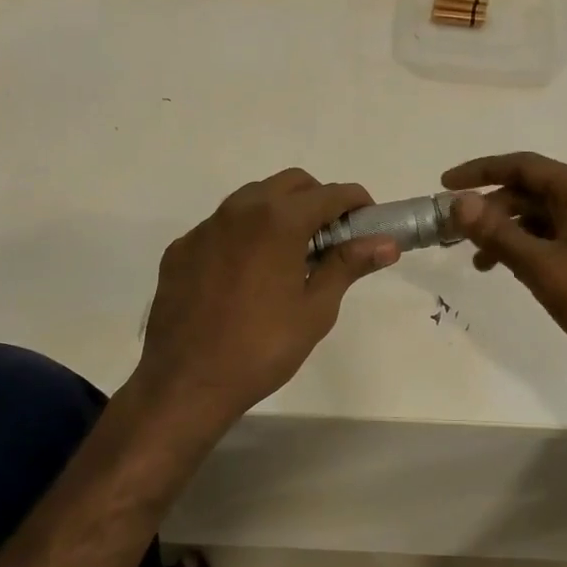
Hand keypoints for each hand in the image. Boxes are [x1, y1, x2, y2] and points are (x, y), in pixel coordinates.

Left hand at [133, 169, 397, 429]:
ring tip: (291, 256)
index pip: (329, 194)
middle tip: (331, 240)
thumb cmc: (262, 348)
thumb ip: (348, 265)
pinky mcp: (181, 249)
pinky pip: (221, 227)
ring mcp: (204, 228)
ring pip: (252, 199)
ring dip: (279, 213)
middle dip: (317, 201)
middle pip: (290, 184)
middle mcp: (239, 210)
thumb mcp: (316, 309)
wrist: (186, 382)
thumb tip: (386, 243)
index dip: (356, 203)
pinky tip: (247, 276)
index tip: (368, 223)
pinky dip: (244, 236)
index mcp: (278, 220)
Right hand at [444, 152, 566, 393]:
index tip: (444, 186)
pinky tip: (512, 272)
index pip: (522, 166)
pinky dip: (529, 249)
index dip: (480, 172)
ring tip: (480, 262)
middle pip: (529, 191)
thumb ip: (499, 234)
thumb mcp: (544, 268)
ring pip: (541, 218)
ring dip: (507, 233)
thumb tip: (459, 203)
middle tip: (455, 234)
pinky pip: (556, 238)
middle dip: (490, 209)